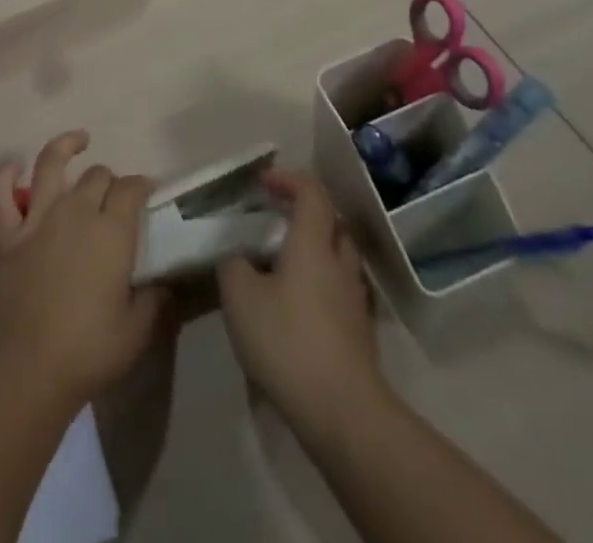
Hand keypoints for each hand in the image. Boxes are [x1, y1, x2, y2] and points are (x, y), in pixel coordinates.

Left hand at [0, 131, 170, 410]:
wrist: (29, 363)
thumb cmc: (89, 348)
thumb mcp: (137, 332)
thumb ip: (155, 302)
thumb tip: (165, 285)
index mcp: (112, 230)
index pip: (131, 189)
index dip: (142, 185)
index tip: (148, 190)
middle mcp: (76, 211)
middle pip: (97, 176)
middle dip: (110, 178)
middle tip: (115, 194)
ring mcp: (38, 217)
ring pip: (51, 164)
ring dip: (65, 146)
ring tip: (79, 139)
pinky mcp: (8, 233)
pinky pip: (2, 194)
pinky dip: (6, 176)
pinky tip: (13, 166)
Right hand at [217, 169, 389, 440]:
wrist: (343, 413)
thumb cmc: (287, 340)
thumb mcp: (239, 295)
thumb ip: (233, 264)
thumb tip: (238, 256)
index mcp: (313, 243)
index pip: (311, 192)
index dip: (288, 179)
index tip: (263, 182)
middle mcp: (340, 263)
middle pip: (332, 221)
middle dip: (305, 211)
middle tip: (275, 218)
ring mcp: (354, 300)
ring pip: (338, 257)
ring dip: (315, 248)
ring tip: (282, 262)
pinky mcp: (359, 333)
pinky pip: (339, 289)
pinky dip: (320, 283)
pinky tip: (296, 303)